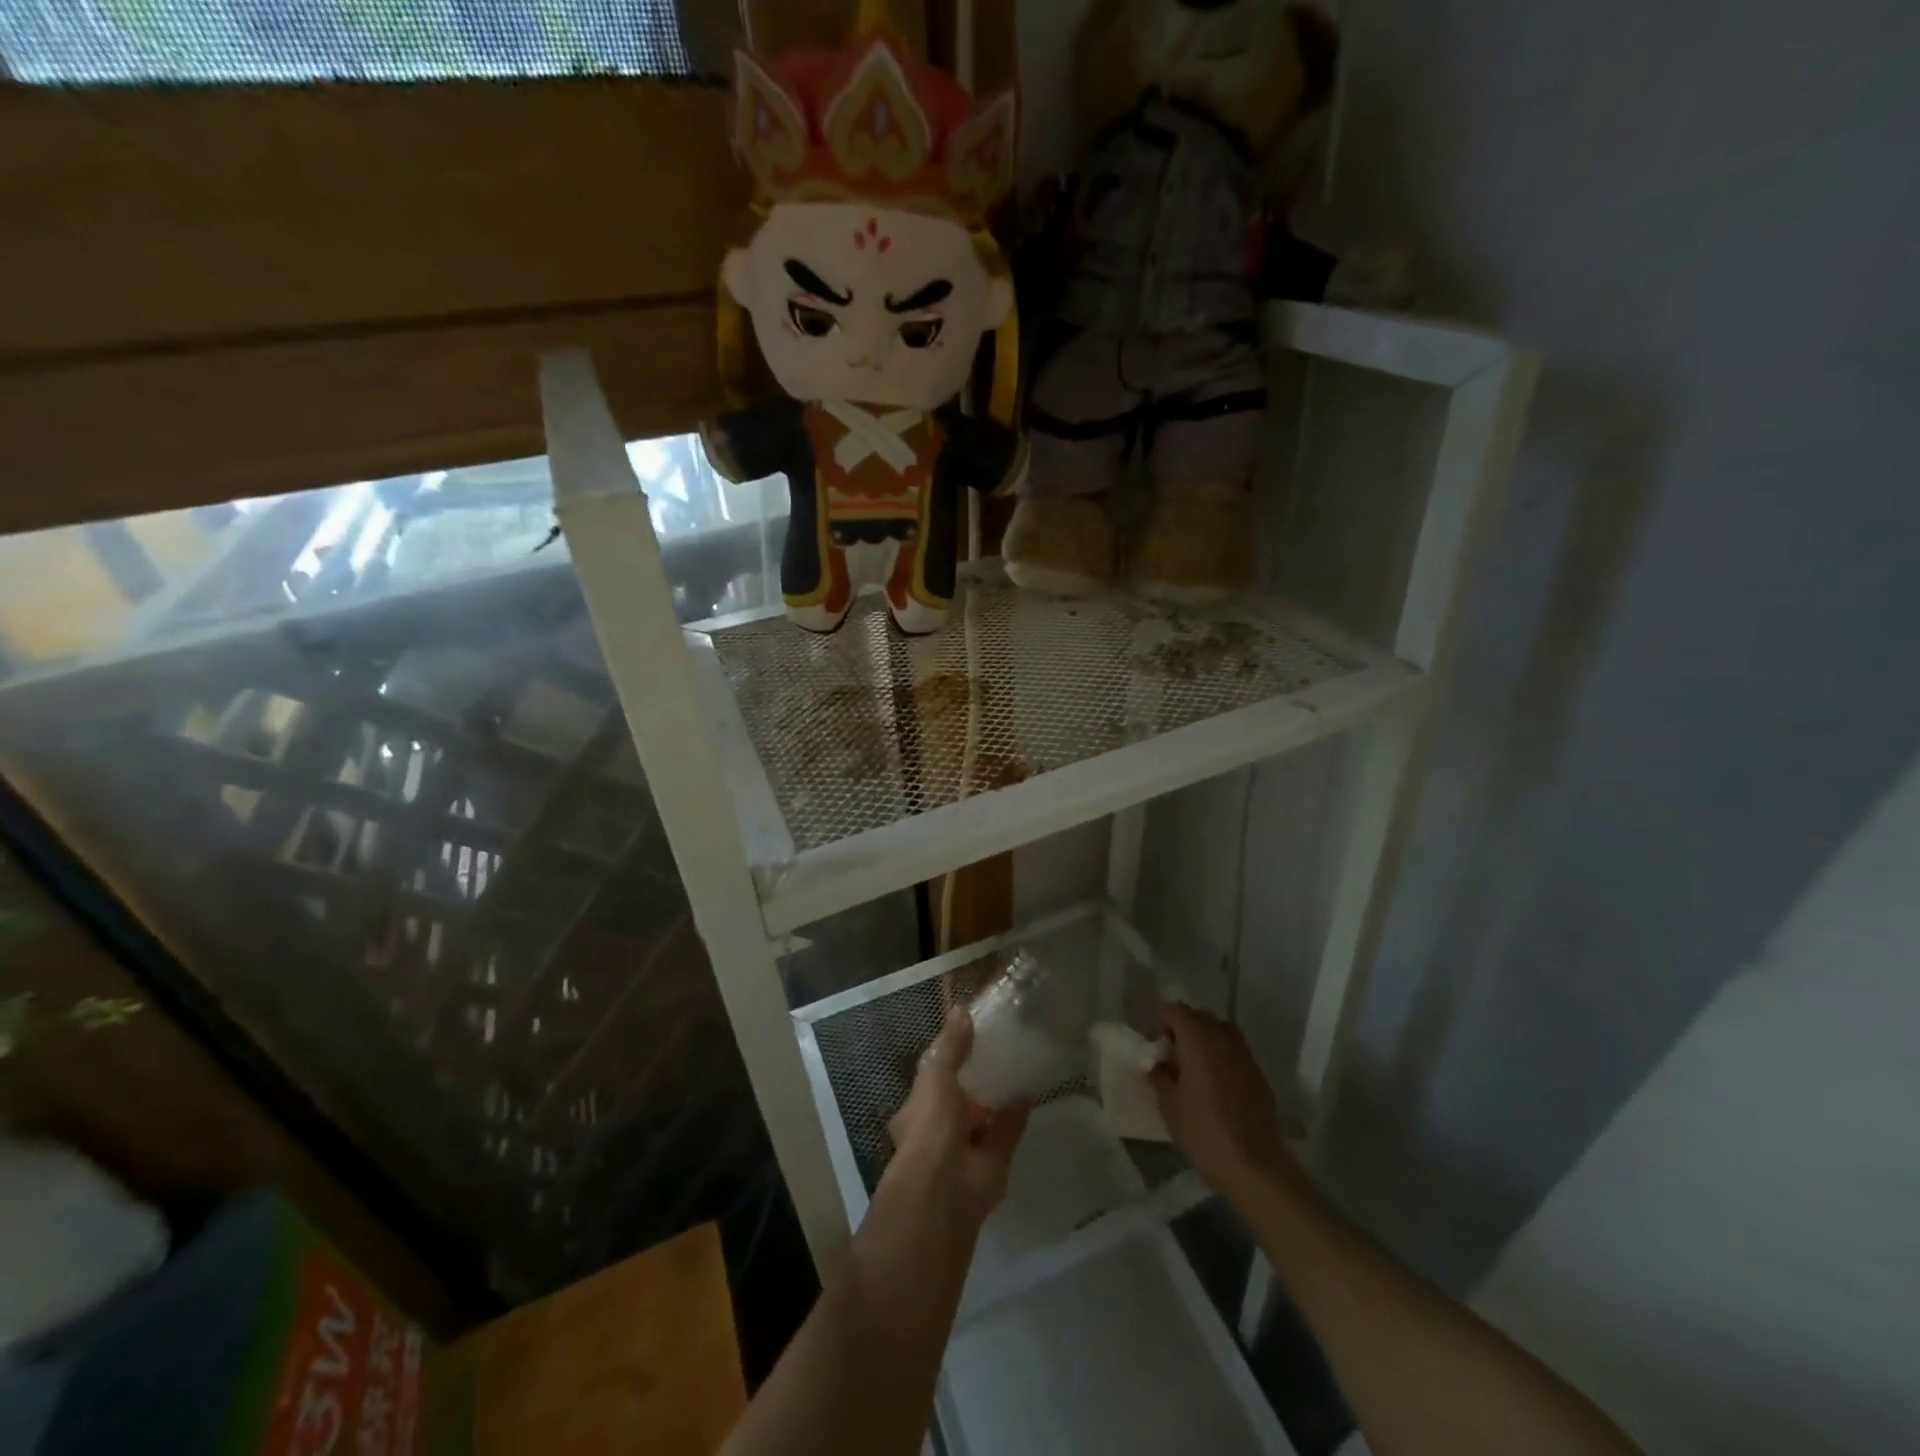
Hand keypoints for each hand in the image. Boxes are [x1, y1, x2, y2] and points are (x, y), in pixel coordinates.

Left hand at [885, 1007, 1030, 1230]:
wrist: (945, 1193)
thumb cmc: (930, 1128)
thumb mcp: (936, 1078)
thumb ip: (951, 1047)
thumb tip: (960, 1008)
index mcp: (917, 1110)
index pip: (932, 1078)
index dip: (948, 1058)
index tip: (968, 1034)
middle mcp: (939, 1130)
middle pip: (959, 1099)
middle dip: (974, 1080)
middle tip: (997, 1049)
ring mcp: (965, 1149)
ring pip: (983, 1118)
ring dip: (997, 1099)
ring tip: (1016, 1066)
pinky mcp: (992, 1163)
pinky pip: (1006, 1133)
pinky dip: (1016, 1116)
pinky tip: (1030, 1093)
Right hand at [1150, 1002, 1301, 1199]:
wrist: (1254, 1166)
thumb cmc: (1203, 1130)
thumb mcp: (1168, 1104)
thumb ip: (1158, 1075)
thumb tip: (1157, 1064)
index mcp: (1197, 1038)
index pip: (1174, 1010)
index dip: (1159, 1018)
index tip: (1150, 1037)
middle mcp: (1223, 1037)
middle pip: (1199, 1016)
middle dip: (1181, 1026)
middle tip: (1168, 1051)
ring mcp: (1245, 1055)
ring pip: (1220, 1030)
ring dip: (1203, 1038)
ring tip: (1191, 1065)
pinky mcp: (1258, 1074)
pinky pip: (1234, 1050)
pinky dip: (1220, 1054)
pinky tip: (1213, 1082)